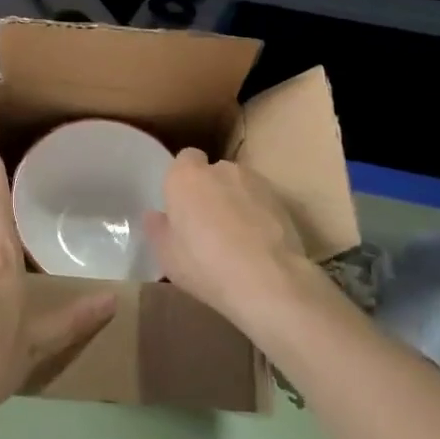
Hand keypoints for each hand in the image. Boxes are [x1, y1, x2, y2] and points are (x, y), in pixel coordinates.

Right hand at [143, 148, 319, 335]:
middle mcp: (220, 169)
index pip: (184, 159)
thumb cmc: (204, 263)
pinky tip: (259, 246)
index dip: (184, 179)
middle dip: (211, 190)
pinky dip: (259, 216)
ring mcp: (255, 182)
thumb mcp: (166, 255)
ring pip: (240, 187)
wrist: (267, 279)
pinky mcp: (282, 201)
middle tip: (207, 224)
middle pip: (213, 172)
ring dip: (236, 202)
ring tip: (237, 238)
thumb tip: (157, 216)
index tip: (183, 204)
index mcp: (185, 176)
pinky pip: (262, 203)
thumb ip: (158, 229)